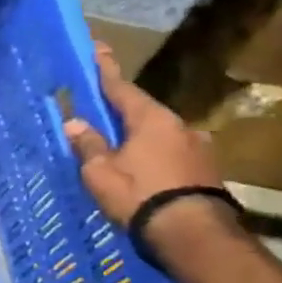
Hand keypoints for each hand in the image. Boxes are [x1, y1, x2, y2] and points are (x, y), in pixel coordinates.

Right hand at [63, 44, 224, 227]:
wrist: (193, 235)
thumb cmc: (139, 194)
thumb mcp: (101, 172)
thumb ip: (88, 145)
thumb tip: (75, 123)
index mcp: (151, 119)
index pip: (121, 88)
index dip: (106, 70)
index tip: (99, 48)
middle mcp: (179, 126)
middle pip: (143, 112)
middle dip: (122, 112)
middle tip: (102, 113)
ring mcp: (198, 149)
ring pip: (160, 135)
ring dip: (140, 138)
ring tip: (122, 150)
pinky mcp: (206, 172)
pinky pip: (172, 155)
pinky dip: (155, 157)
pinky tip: (145, 171)